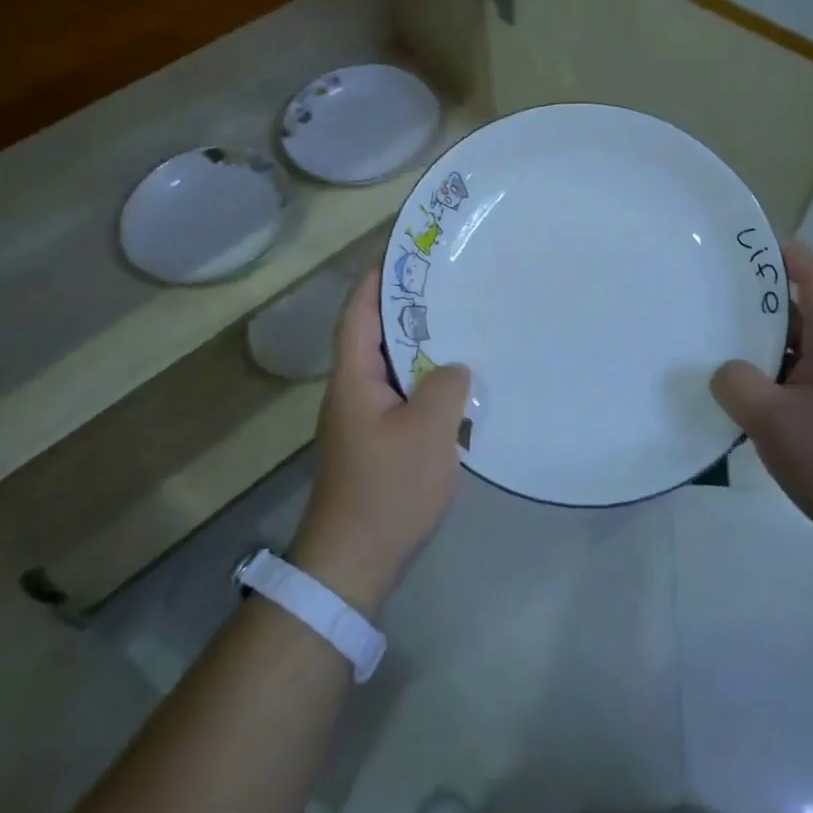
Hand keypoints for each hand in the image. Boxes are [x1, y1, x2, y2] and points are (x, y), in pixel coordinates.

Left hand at [291, 268, 471, 614]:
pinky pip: (402, 394)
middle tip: (446, 282)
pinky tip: (456, 382)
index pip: (359, 314)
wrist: (354, 562)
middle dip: (405, 305)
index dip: (377, 278)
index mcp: (354, 379)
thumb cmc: (387, 489)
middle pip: (375, 334)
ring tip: (459, 322)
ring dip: (419, 344)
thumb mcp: (427, 432)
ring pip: (392, 366)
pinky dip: (425, 379)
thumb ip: (445, 387)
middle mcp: (353, 391)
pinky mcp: (377, 442)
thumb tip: (454, 368)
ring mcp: (364, 419)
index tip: (403, 250)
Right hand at [710, 240, 812, 571]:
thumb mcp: (777, 422)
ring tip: (710, 341)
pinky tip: (732, 396)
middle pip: (800, 311)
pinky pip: (790, 382)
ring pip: (792, 350)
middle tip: (710, 293)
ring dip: (757, 343)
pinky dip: (763, 379)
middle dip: (759, 298)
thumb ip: (740, 388)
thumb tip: (724, 371)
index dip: (788, 253)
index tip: (748, 244)